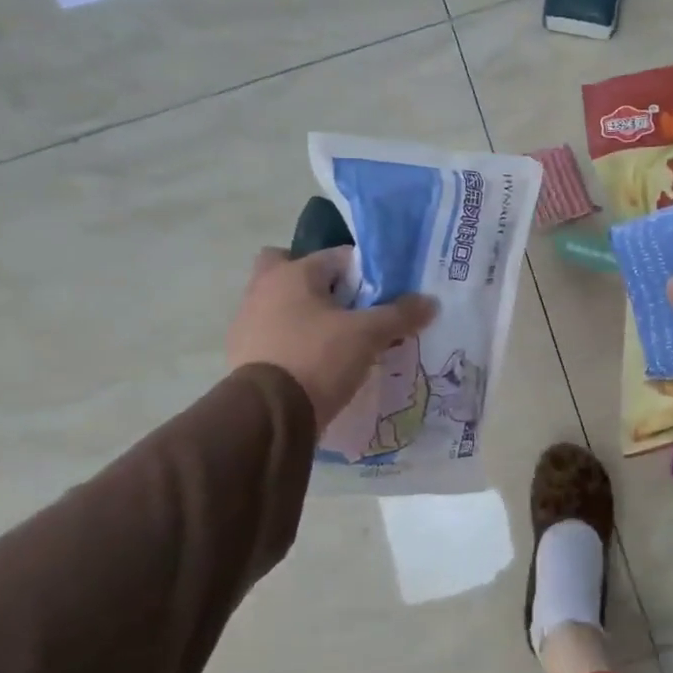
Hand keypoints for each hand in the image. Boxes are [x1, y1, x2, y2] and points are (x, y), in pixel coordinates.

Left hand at [228, 247, 436, 432]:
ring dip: (305, 315)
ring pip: (281, 304)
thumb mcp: (368, 335)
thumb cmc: (318, 358)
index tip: (383, 296)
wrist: (268, 416)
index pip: (338, 257)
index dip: (366, 273)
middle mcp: (263, 288)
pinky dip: (292, 342)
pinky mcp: (242, 354)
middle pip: (292, 270)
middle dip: (318, 284)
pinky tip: (316, 363)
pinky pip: (274, 336)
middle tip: (345, 306)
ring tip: (337, 341)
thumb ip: (399, 315)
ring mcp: (246, 322)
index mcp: (292, 273)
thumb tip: (430, 302)